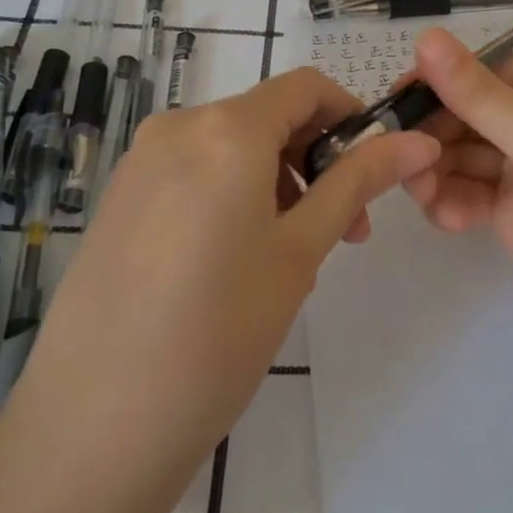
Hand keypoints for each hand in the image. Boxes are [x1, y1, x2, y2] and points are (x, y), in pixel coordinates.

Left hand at [3, 69, 439, 490]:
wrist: (94, 425)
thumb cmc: (219, 331)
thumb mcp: (301, 250)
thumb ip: (358, 181)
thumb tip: (418, 141)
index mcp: (227, 128)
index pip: (306, 86)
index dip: (349, 116)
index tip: (372, 170)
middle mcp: (177, 126)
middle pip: (267, 117)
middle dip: (315, 160)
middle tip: (343, 231)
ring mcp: (140, 162)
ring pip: (230, 147)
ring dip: (276, 181)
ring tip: (290, 258)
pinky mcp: (118, 198)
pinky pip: (193, 172)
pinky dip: (231, 194)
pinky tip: (234, 264)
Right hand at [404, 28, 512, 371]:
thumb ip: (484, 99)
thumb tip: (425, 37)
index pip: (489, 74)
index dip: (442, 82)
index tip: (395, 98)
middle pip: (473, 118)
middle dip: (435, 132)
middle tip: (396, 154)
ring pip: (467, 160)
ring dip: (438, 169)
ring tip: (418, 189)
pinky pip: (475, 199)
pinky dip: (454, 204)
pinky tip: (445, 217)